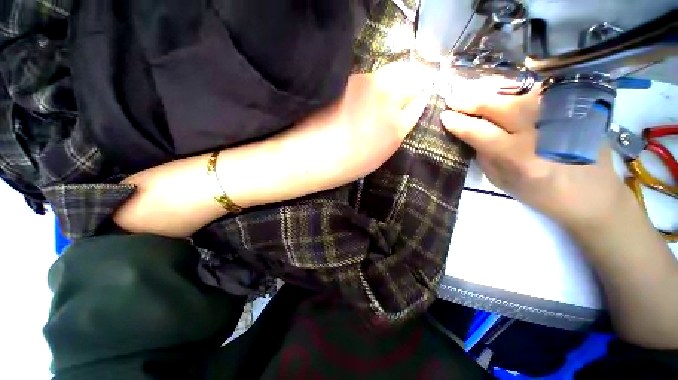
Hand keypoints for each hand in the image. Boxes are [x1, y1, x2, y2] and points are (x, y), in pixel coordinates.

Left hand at [291, 62, 430, 184]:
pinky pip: (370, 76)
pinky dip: (370, 83)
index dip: (416, 99)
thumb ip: (395, 129)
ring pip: (391, 72)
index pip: (419, 100)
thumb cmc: (347, 163)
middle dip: (409, 83)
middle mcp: (389, 99)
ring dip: (389, 82)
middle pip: (411, 76)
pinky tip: (358, 98)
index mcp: (398, 127)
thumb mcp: (380, 153)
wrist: (314, 155)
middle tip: (396, 96)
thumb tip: (402, 111)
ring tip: (374, 99)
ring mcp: (369, 84)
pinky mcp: (350, 77)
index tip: (412, 99)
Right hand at [440, 85, 629, 228]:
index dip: (459, 122)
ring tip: (473, 93)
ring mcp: (561, 116)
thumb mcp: (503, 182)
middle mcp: (541, 133)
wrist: (594, 195)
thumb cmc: (543, 195)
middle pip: (499, 106)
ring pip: (519, 94)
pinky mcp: (576, 110)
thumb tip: (471, 135)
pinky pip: (540, 93)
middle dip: (471, 101)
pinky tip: (504, 92)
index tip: (444, 116)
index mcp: (519, 157)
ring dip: (491, 92)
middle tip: (453, 98)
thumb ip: (485, 156)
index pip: (480, 132)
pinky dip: (517, 91)